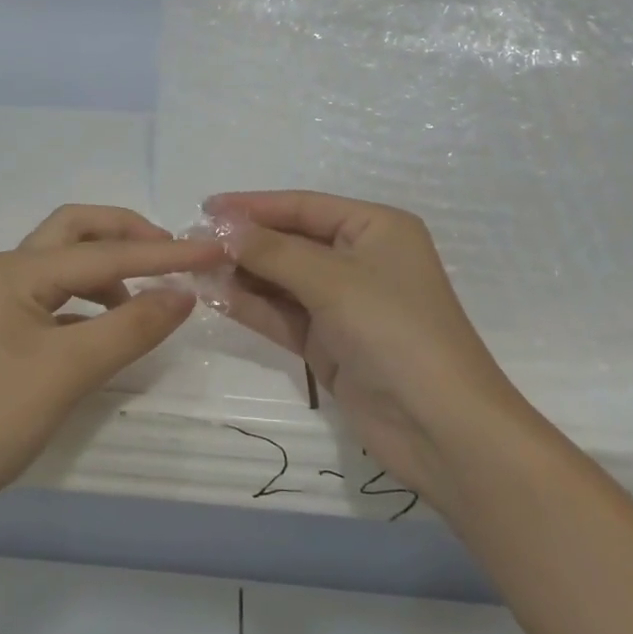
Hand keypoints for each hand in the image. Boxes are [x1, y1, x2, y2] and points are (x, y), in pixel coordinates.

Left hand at [0, 205, 223, 525]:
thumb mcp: (70, 370)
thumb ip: (132, 326)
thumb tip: (185, 293)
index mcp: (20, 269)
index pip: (107, 253)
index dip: (165, 253)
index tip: (215, 250)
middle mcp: (10, 271)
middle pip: (78, 230)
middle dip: (128, 234)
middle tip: (173, 254)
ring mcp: (5, 301)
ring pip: (67, 262)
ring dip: (110, 267)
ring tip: (149, 297)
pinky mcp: (7, 331)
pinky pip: (61, 296)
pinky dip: (93, 300)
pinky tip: (112, 326)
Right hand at [207, 191, 526, 503]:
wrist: (441, 428)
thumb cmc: (395, 331)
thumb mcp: (333, 281)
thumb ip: (273, 251)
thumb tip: (222, 226)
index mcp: (375, 228)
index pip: (303, 206)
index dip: (254, 205)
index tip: (205, 207)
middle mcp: (360, 259)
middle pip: (290, 241)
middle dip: (244, 241)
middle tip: (191, 240)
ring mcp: (344, 304)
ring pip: (282, 279)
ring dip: (242, 274)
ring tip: (194, 267)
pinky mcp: (330, 343)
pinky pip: (282, 314)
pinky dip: (251, 306)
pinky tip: (214, 296)